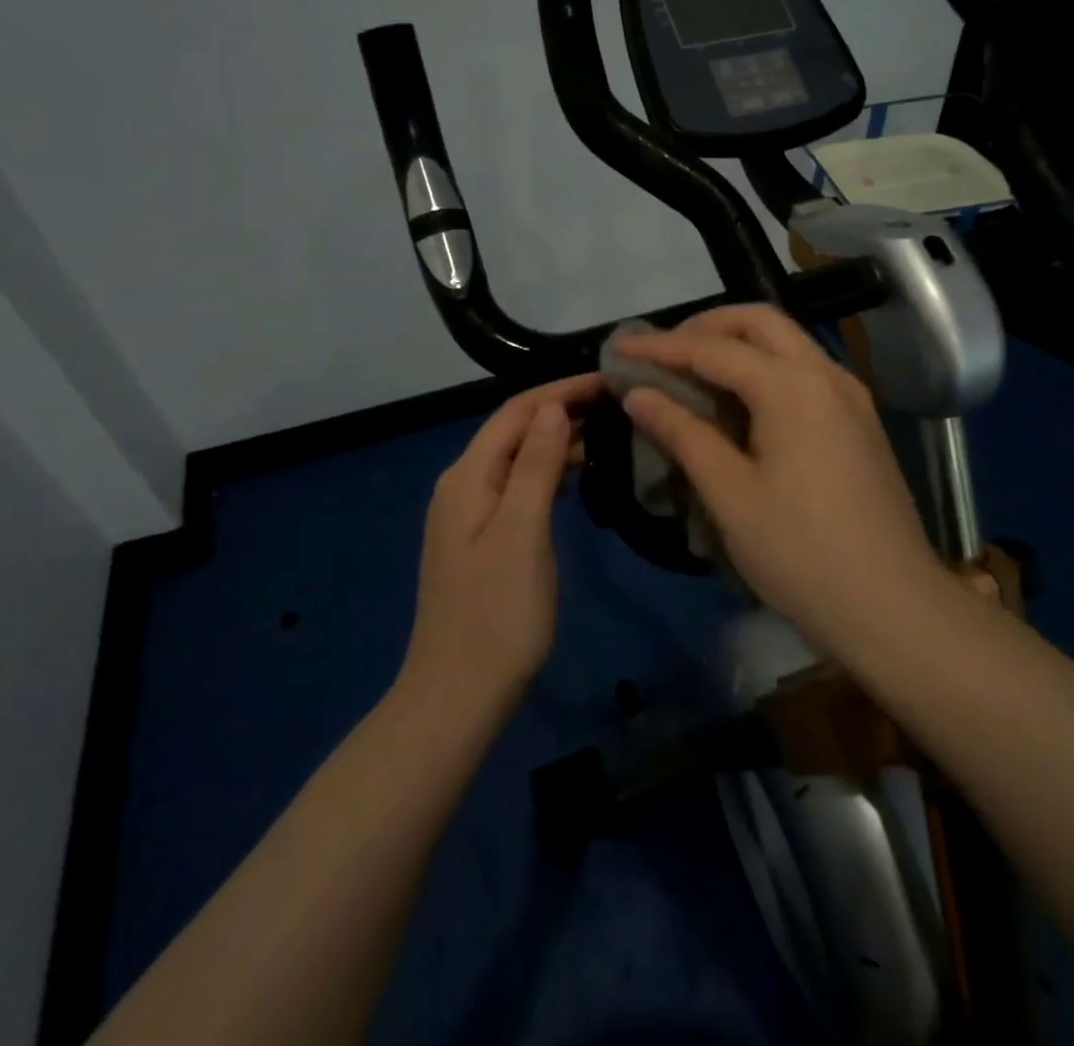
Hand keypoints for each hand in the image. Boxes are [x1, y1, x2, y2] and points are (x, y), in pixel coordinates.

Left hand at [402, 373, 602, 706]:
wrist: (458, 694)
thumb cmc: (497, 614)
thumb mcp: (522, 532)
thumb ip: (536, 466)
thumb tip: (553, 407)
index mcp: (468, 476)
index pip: (517, 412)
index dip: (561, 390)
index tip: (609, 380)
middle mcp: (462, 485)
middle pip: (514, 431)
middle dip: (561, 411)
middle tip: (616, 406)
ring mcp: (468, 515)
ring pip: (516, 460)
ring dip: (555, 442)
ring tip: (604, 436)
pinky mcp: (480, 540)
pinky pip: (516, 488)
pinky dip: (546, 475)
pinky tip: (573, 481)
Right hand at [613, 306, 943, 640]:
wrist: (894, 607)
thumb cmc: (801, 552)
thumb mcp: (730, 494)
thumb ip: (683, 434)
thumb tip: (638, 395)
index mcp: (791, 386)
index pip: (713, 349)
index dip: (660, 346)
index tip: (618, 347)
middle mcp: (825, 374)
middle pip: (759, 322)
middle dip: (705, 327)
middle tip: (662, 352)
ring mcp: (850, 396)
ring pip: (787, 343)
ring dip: (737, 344)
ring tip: (693, 372)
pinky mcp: (860, 421)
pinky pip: (804, 371)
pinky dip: (764, 368)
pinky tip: (741, 402)